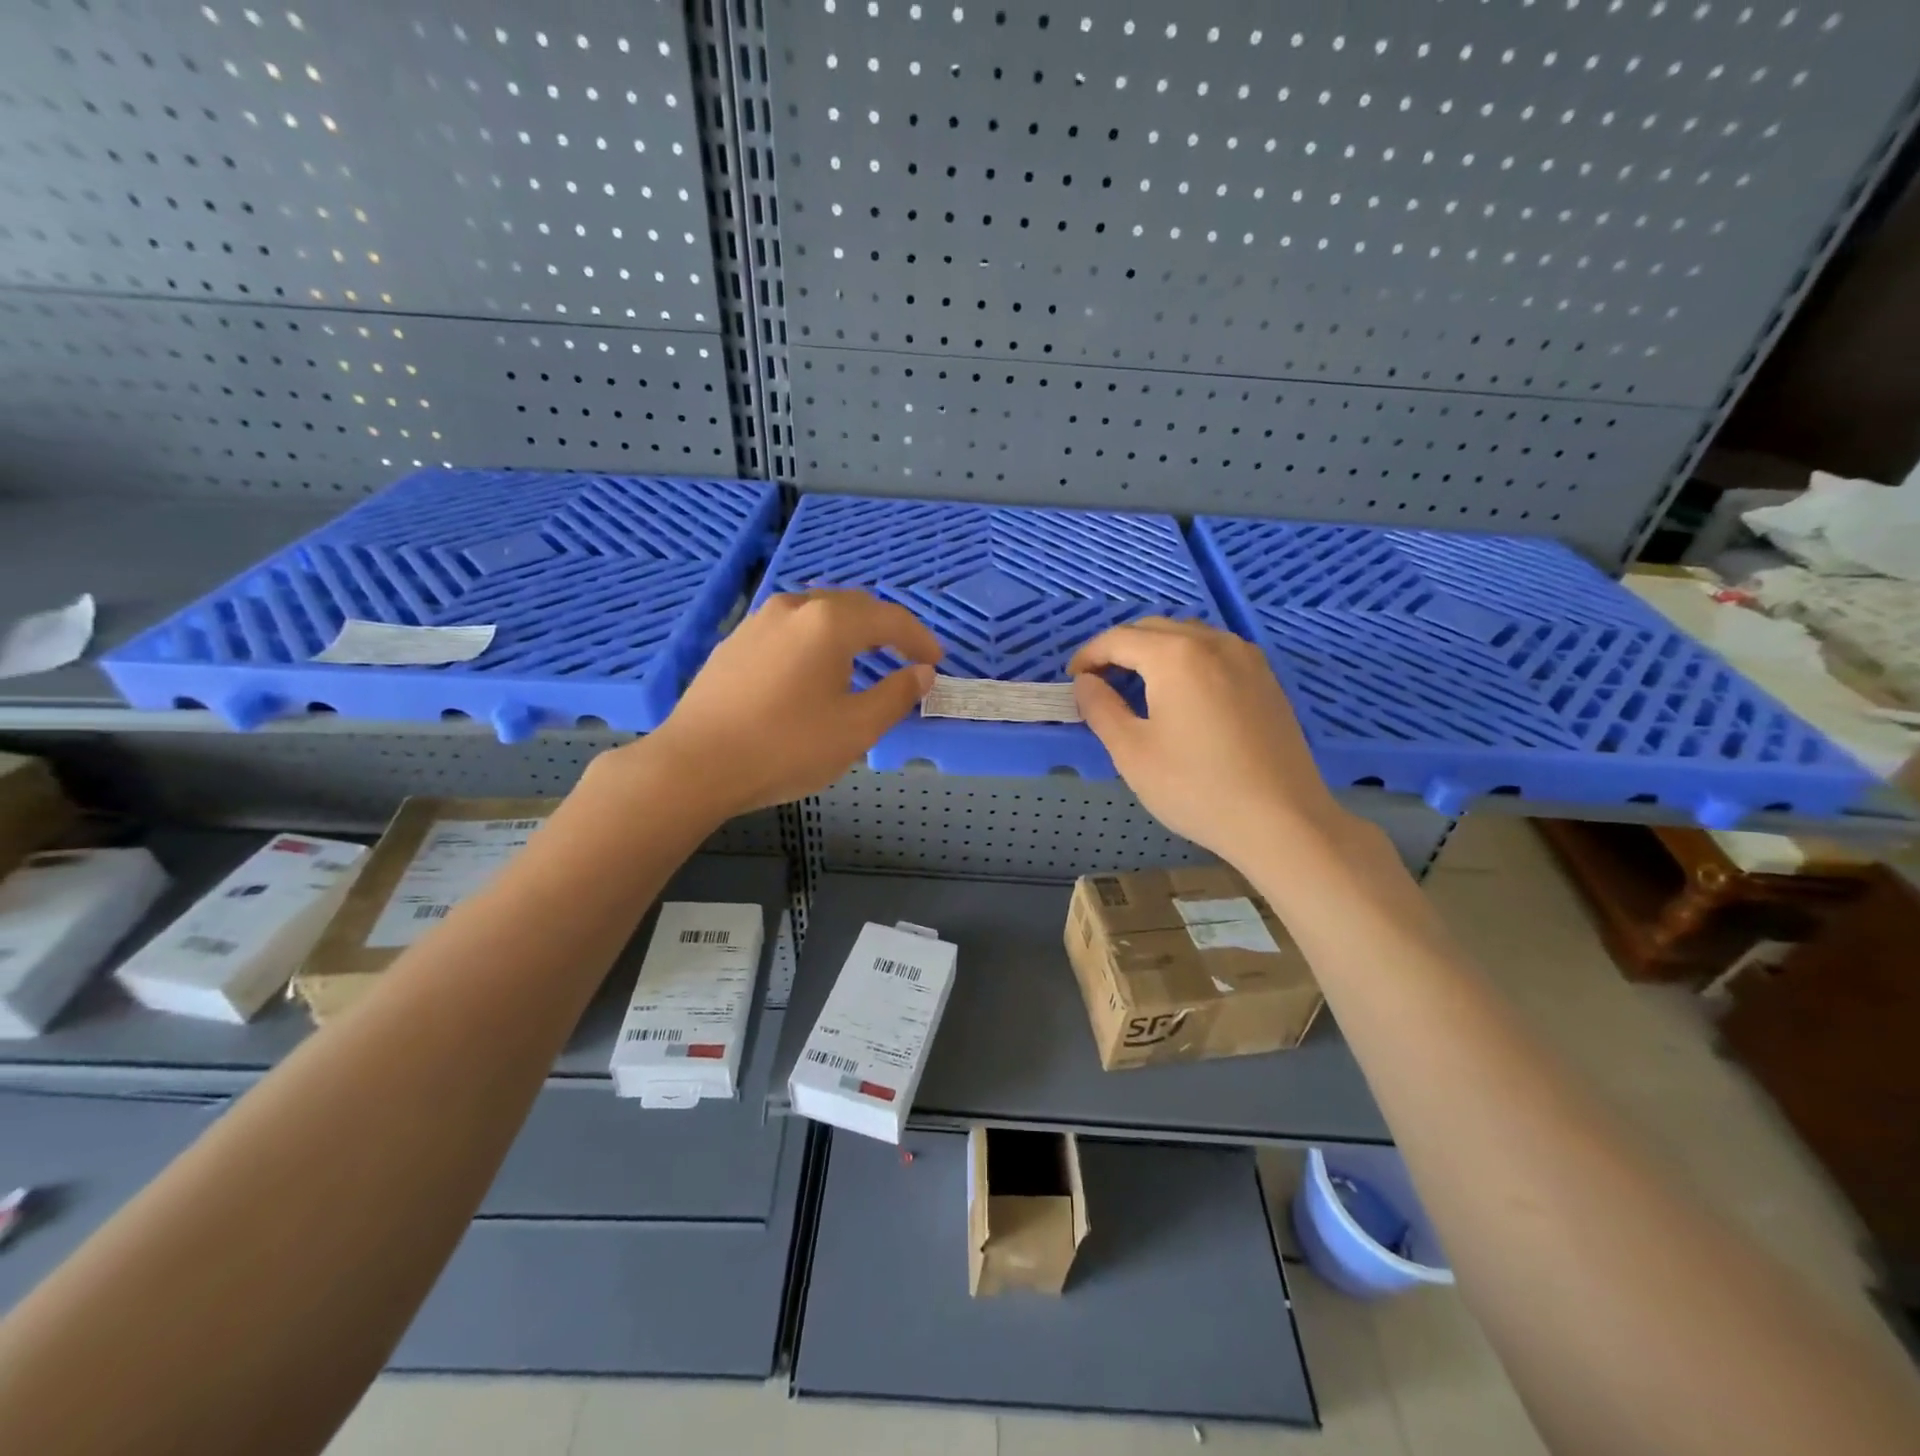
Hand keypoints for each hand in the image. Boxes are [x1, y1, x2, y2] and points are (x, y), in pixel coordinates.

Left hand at [642, 589, 942, 813]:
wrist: (696, 764)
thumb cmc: (786, 747)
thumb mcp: (856, 729)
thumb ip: (896, 696)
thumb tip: (922, 673)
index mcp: (829, 622)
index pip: (890, 619)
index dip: (919, 639)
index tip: (936, 662)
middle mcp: (794, 608)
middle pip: (853, 606)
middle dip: (886, 630)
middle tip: (906, 658)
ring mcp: (758, 622)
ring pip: (817, 614)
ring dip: (849, 631)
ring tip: (863, 660)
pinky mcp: (734, 642)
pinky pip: (789, 629)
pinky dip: (815, 640)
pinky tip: (813, 669)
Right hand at [1069, 618, 1345, 864]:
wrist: (1281, 820)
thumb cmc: (1196, 788)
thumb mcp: (1132, 752)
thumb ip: (1100, 709)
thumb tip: (1085, 682)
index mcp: (1175, 656)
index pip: (1119, 639)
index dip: (1089, 655)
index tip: (1073, 678)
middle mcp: (1213, 643)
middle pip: (1154, 629)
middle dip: (1121, 649)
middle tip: (1100, 681)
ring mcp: (1247, 658)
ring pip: (1188, 636)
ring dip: (1156, 650)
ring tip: (1138, 684)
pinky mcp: (1266, 679)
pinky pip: (1216, 652)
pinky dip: (1188, 660)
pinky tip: (1183, 694)